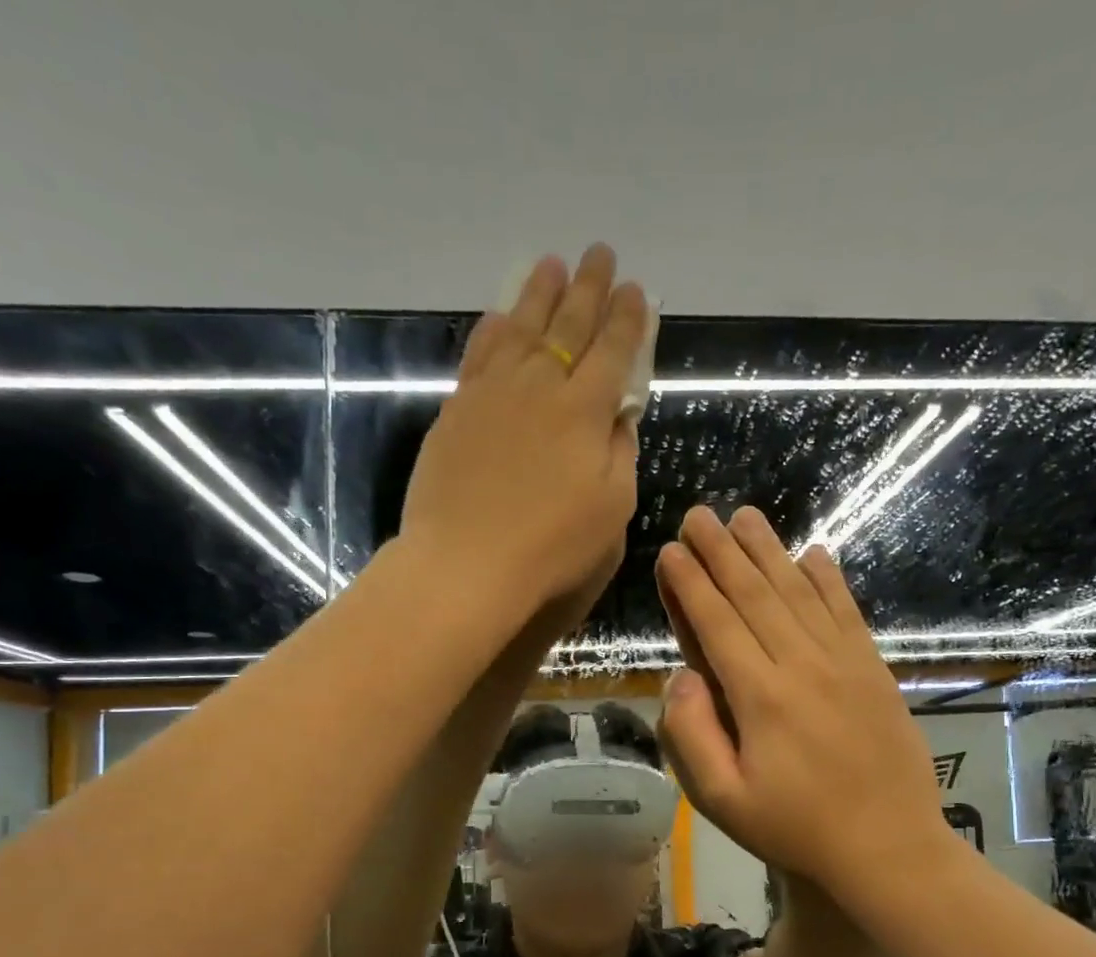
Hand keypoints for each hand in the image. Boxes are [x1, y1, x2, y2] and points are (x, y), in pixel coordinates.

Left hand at [400, 244, 647, 618]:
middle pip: (569, 325)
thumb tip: (618, 416)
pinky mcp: (458, 408)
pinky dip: (495, 328)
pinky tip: (501, 316)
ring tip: (551, 264)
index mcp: (585, 410)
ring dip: (539, 293)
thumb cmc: (552, 547)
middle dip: (589, 287)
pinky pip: (480, 352)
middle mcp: (540, 386)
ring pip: (522, 327)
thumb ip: (620, 454)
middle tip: (600, 253)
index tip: (637, 291)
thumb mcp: (612, 509)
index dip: (628, 320)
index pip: (613, 351)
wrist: (467, 563)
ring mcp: (493, 392)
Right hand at [654, 506, 952, 912]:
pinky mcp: (874, 670)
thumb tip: (680, 676)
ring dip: (769, 551)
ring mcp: (844, 662)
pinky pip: (847, 611)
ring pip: (799, 593)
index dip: (690, 584)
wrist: (888, 847)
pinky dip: (828, 579)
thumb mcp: (723, 800)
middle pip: (755, 595)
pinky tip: (814, 553)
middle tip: (700, 514)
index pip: (717, 624)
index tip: (671, 550)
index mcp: (760, 697)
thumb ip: (692, 734)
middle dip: (722, 552)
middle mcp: (802, 664)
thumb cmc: (796, 829)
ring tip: (746, 516)